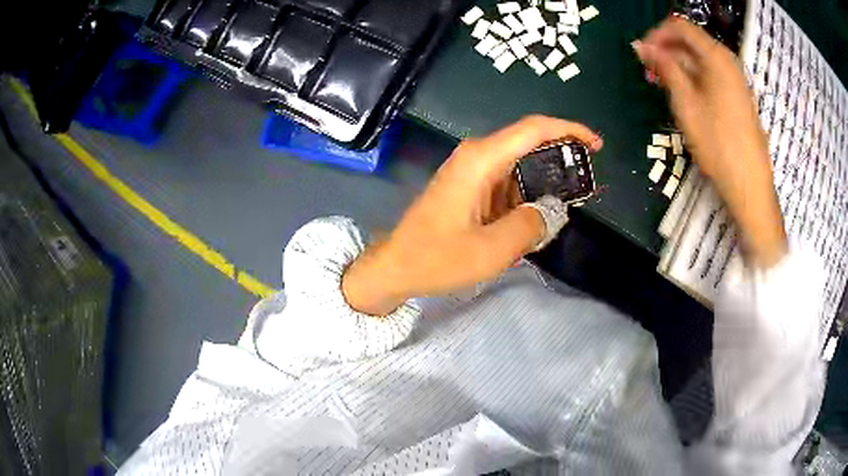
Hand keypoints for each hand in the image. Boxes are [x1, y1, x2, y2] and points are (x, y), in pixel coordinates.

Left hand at [342, 116, 602, 315]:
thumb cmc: (437, 258)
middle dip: (561, 161)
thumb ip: (531, 226)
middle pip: (529, 145)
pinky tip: (535, 220)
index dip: (569, 130)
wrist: (396, 266)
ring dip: (543, 184)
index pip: (533, 129)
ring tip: (563, 209)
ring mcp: (472, 171)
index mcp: (482, 160)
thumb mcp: (492, 250)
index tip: (595, 145)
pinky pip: (507, 184)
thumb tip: (553, 211)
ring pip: (520, 167)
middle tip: (584, 186)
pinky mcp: (470, 186)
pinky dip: (526, 197)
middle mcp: (477, 156)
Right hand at [633, 17, 787, 267]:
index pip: (680, 27)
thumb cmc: (719, 144)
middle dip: (667, 52)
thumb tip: (642, 46)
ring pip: (700, 61)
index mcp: (716, 56)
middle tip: (649, 72)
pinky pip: (711, 76)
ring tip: (662, 86)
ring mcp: (735, 80)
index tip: (641, 53)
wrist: (750, 185)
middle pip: (691, 42)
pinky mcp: (738, 98)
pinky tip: (684, 97)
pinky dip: (694, 80)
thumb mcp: (686, 103)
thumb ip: (665, 68)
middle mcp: (727, 62)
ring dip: (679, 67)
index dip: (657, 35)